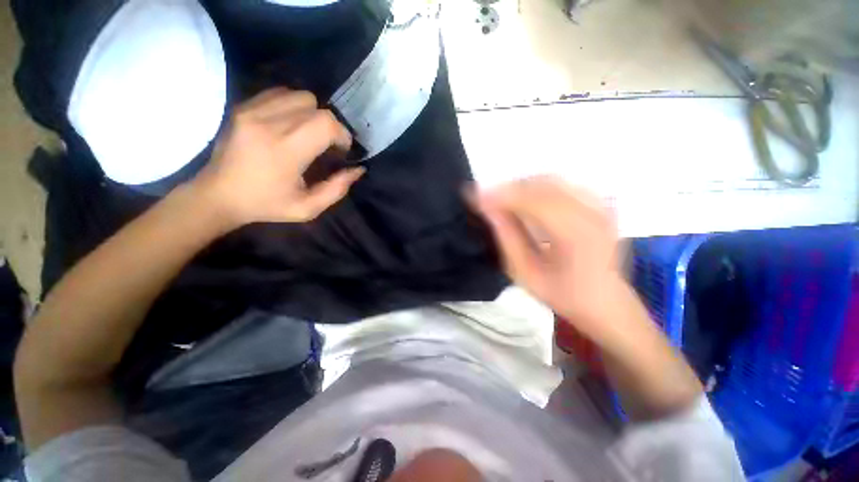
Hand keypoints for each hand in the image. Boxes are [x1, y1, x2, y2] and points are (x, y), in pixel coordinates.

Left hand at [192, 87, 364, 227]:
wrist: (218, 194)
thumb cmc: (266, 205)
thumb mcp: (308, 208)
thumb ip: (337, 189)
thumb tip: (357, 169)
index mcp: (285, 151)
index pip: (325, 123)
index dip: (342, 135)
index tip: (341, 151)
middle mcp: (267, 123)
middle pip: (316, 107)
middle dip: (331, 126)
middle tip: (328, 145)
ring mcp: (252, 110)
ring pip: (300, 96)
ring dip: (313, 114)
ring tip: (309, 133)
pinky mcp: (243, 106)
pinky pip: (280, 93)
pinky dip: (294, 106)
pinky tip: (291, 124)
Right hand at [471, 176, 624, 339]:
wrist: (606, 301)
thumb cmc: (563, 294)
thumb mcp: (525, 273)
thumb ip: (507, 237)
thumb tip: (487, 208)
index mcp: (576, 236)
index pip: (532, 201)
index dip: (500, 195)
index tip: (473, 195)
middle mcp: (593, 213)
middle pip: (541, 185)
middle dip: (508, 188)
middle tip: (485, 199)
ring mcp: (600, 205)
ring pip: (551, 180)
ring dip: (521, 186)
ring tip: (501, 200)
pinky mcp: (599, 203)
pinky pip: (562, 184)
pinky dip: (537, 187)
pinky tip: (524, 200)